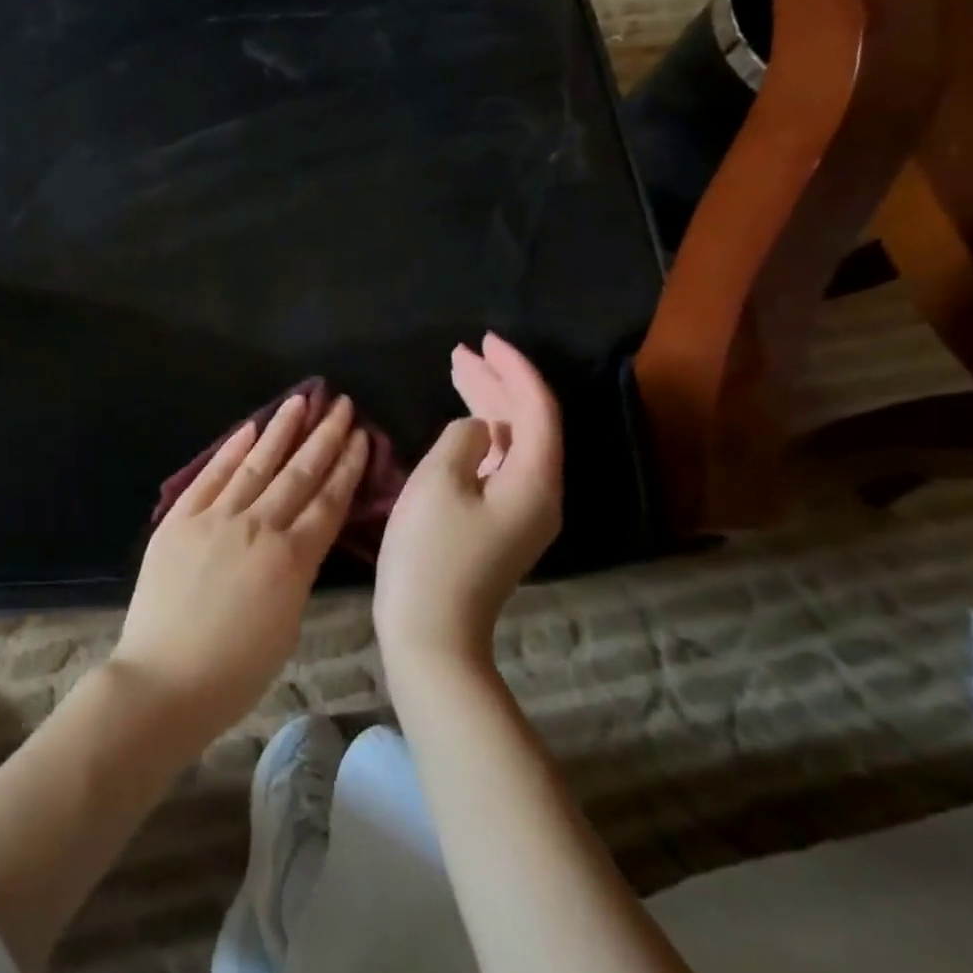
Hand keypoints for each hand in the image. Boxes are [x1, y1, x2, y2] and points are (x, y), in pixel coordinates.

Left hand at [114, 392, 369, 741]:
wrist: (164, 680)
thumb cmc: (234, 672)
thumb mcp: (287, 626)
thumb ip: (296, 574)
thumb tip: (299, 541)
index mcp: (292, 560)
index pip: (328, 501)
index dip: (347, 466)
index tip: (361, 436)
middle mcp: (258, 528)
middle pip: (298, 473)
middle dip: (323, 436)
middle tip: (341, 405)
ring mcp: (215, 519)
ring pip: (256, 464)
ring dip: (280, 430)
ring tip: (300, 400)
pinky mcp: (179, 520)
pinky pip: (210, 477)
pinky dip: (230, 451)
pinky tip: (248, 429)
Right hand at [374, 333, 562, 670]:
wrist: (431, 632)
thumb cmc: (431, 553)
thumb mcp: (439, 481)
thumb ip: (462, 438)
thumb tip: (476, 429)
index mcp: (535, 479)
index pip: (536, 407)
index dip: (513, 368)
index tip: (484, 340)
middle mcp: (541, 492)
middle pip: (527, 422)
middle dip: (497, 382)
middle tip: (462, 352)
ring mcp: (523, 512)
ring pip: (512, 443)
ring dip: (488, 406)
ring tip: (457, 372)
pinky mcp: (502, 525)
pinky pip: (500, 464)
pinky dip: (481, 436)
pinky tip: (461, 424)